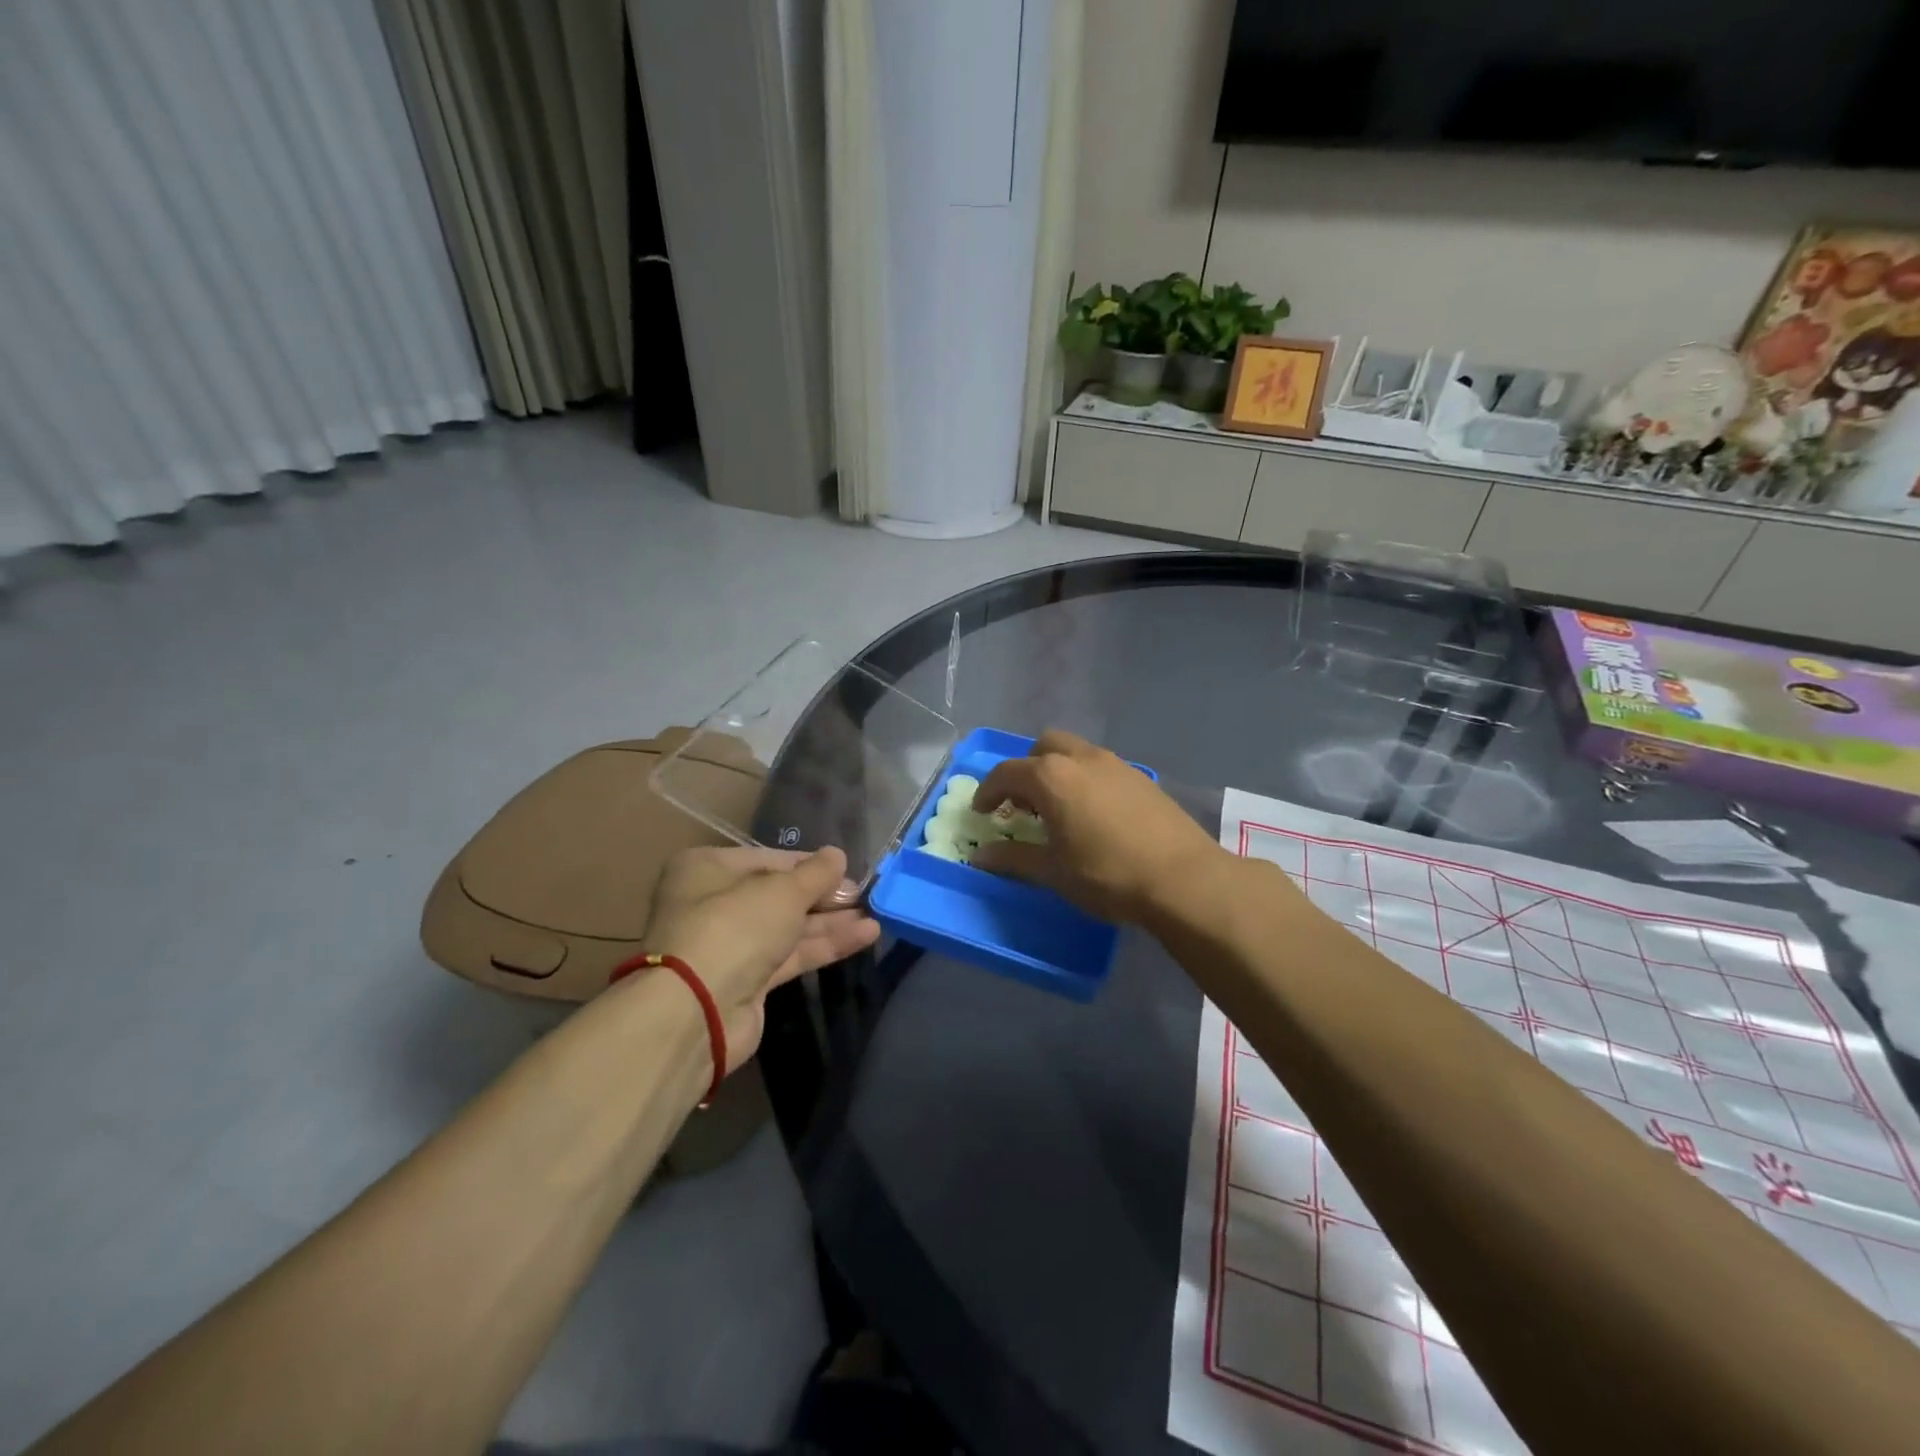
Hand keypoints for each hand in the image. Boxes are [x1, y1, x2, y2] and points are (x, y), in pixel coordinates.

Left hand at [640, 845, 879, 1070]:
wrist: (696, 1011)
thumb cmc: (734, 927)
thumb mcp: (783, 891)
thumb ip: (815, 873)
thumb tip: (837, 854)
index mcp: (708, 869)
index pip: (768, 859)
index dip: (810, 865)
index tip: (846, 869)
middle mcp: (713, 903)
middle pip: (779, 895)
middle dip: (824, 896)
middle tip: (864, 894)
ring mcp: (729, 946)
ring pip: (788, 927)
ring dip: (831, 921)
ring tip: (876, 915)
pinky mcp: (746, 982)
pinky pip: (791, 956)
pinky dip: (825, 945)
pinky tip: (865, 936)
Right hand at [969, 730, 1229, 923]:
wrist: (1182, 878)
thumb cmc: (1106, 874)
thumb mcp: (1052, 872)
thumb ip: (1013, 859)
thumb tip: (980, 857)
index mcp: (1051, 777)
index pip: (1007, 773)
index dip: (988, 791)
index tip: (981, 812)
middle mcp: (1081, 759)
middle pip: (1043, 748)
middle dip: (1026, 770)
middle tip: (1022, 805)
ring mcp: (1116, 764)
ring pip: (1075, 753)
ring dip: (1057, 772)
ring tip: (1057, 810)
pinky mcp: (1141, 778)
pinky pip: (1101, 768)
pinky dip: (1085, 780)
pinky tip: (1093, 815)